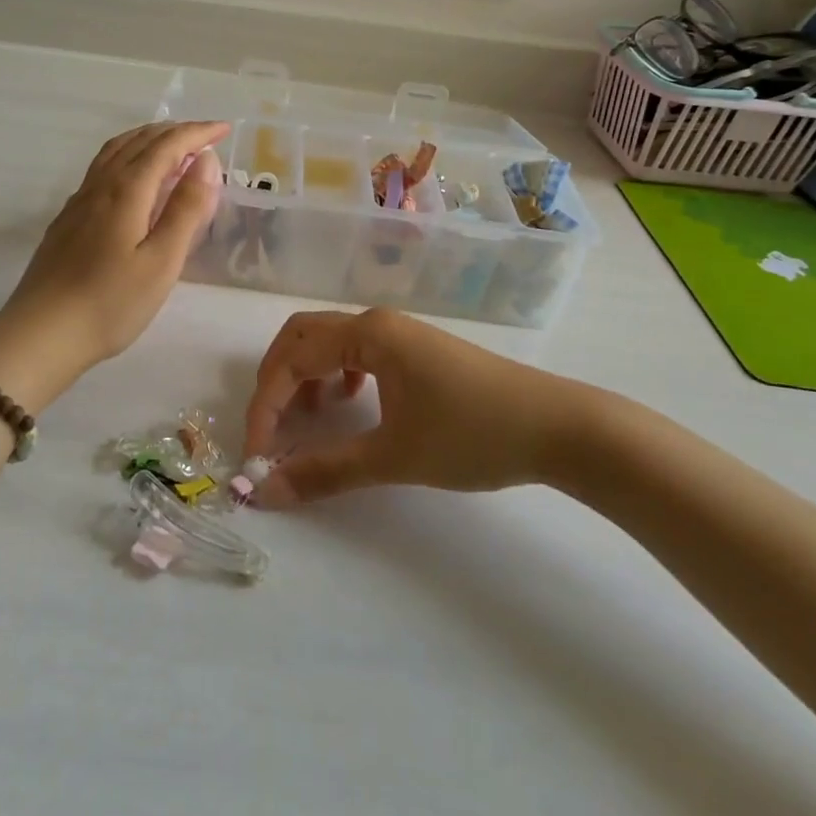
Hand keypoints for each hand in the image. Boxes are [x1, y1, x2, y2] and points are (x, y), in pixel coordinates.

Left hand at [0, 121, 227, 405]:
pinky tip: (132, 178)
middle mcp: (100, 186)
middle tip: (205, 136)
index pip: (166, 146)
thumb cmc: (110, 303)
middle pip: (139, 142)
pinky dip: (127, 156)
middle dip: (175, 132)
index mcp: (126, 191)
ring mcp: (79, 201)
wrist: (41, 334)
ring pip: (116, 151)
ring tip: (171, 146)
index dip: (196, 133)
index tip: (224, 129)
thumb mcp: (161, 261)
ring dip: (148, 139)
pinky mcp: (68, 219)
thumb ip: (186, 209)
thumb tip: (206, 161)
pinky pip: (102, 168)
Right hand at [241, 308, 607, 502]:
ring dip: (306, 376)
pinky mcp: (417, 351)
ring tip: (309, 419)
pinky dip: (337, 375)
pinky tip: (351, 404)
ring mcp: (400, 333)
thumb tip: (265, 493)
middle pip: (303, 336)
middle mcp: (377, 322)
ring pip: (330, 342)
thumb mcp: (394, 456)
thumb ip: (326, 471)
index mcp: (368, 333)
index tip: (258, 455)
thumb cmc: (472, 434)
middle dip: (277, 380)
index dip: (266, 406)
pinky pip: (358, 351)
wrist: (558, 428)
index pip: (292, 359)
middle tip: (271, 428)